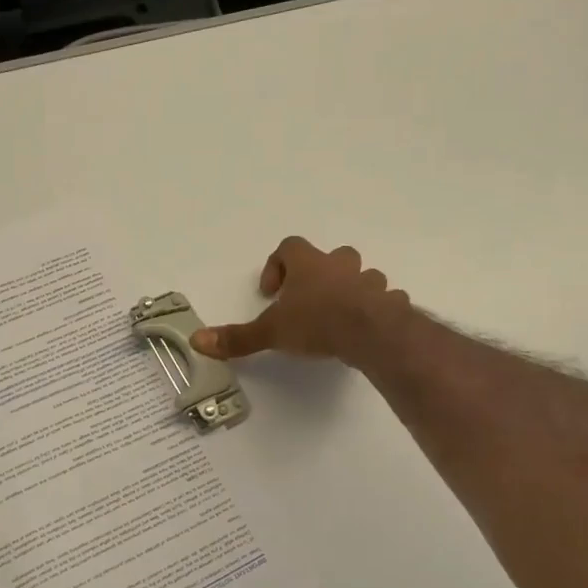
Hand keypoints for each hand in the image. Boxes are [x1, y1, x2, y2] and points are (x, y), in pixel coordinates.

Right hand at [191, 236, 408, 366]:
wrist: (371, 333)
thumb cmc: (316, 323)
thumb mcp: (271, 332)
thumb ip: (237, 337)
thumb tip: (197, 340)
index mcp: (308, 265)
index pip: (289, 247)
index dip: (277, 265)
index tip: (271, 292)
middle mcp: (340, 266)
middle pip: (331, 256)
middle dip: (319, 274)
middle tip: (307, 301)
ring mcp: (369, 282)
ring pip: (360, 276)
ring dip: (350, 290)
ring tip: (338, 316)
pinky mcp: (389, 302)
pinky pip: (383, 299)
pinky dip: (375, 309)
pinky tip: (366, 330)